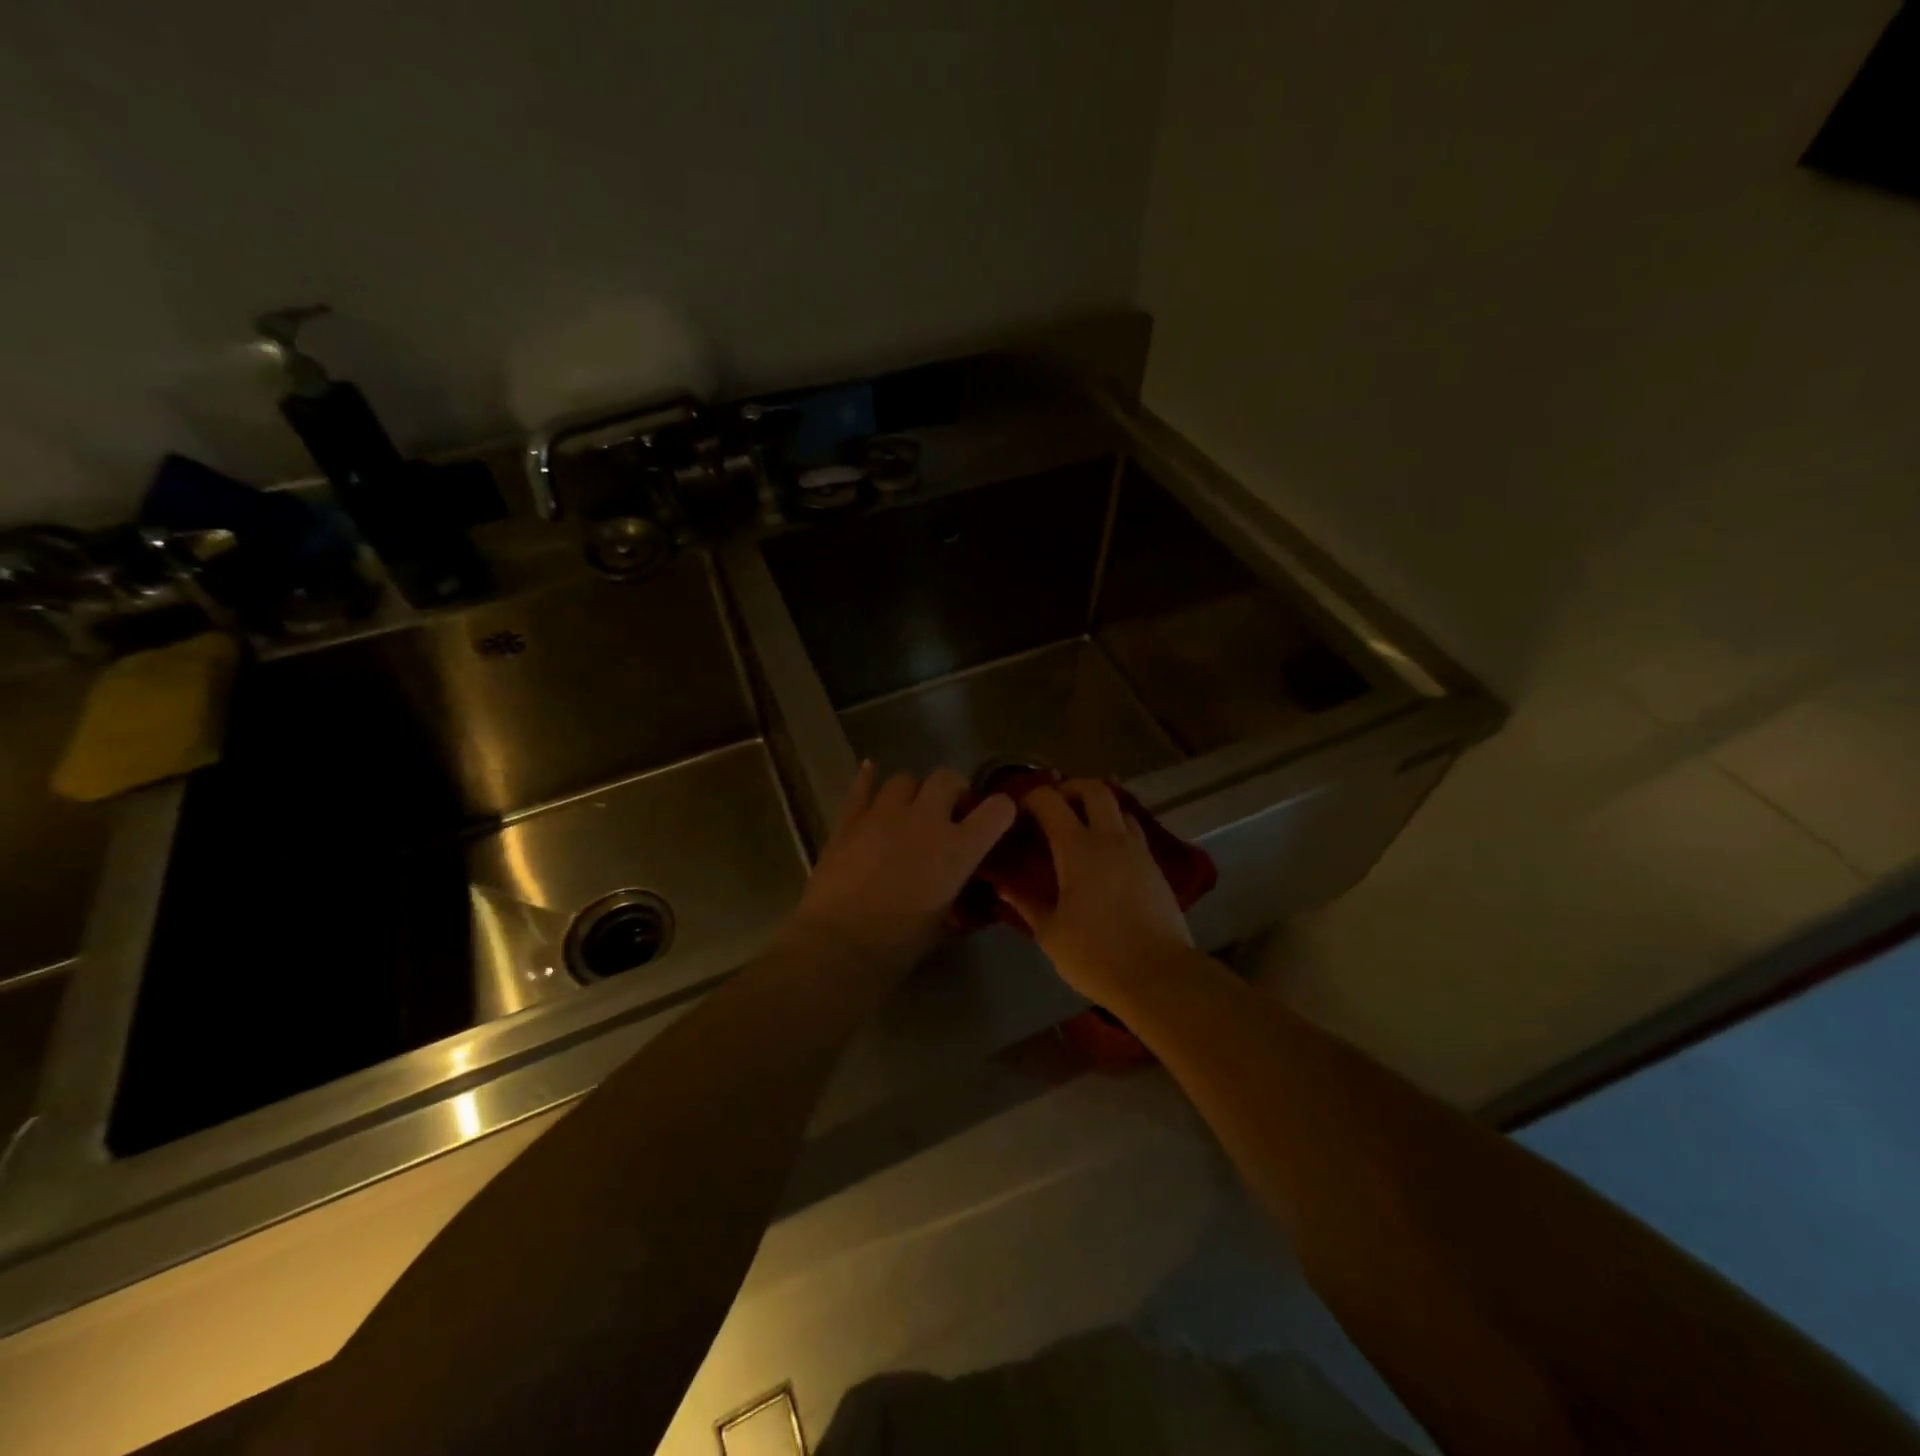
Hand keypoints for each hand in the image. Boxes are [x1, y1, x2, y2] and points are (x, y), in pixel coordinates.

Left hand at [780, 762, 1016, 971]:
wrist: (838, 946)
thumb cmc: (899, 945)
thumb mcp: (945, 921)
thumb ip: (959, 894)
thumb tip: (968, 890)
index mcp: (957, 849)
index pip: (997, 809)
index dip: (1001, 810)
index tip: (995, 819)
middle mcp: (925, 820)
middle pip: (947, 777)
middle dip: (953, 790)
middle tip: (949, 812)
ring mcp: (883, 814)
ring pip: (905, 778)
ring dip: (913, 792)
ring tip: (909, 810)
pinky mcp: (849, 820)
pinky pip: (862, 787)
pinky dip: (868, 780)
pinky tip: (869, 772)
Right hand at [998, 781, 1192, 1000]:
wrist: (1159, 976)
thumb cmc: (1096, 954)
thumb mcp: (1051, 933)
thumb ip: (1027, 903)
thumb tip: (1004, 886)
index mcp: (1078, 848)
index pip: (1050, 801)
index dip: (1030, 798)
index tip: (1017, 812)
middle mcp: (1110, 838)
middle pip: (1094, 789)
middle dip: (1070, 788)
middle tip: (1054, 807)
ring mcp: (1138, 851)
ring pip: (1119, 808)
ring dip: (1098, 808)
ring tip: (1081, 830)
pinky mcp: (1156, 868)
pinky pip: (1134, 833)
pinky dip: (1116, 831)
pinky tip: (1106, 858)